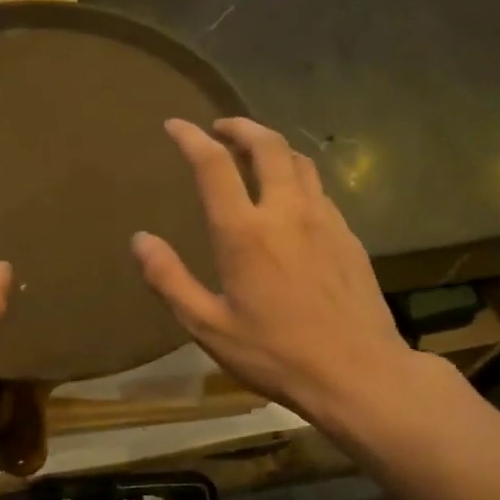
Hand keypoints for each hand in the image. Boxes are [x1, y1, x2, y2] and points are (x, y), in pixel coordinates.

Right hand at [132, 118, 415, 434]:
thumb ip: (169, 280)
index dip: (191, 138)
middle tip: (220, 128)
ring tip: (253, 153)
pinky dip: (296, 176)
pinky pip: (318, 188)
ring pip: (299, 161)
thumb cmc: (275, 354)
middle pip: (267, 145)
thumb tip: (140, 240)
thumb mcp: (208, 326)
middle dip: (240, 127)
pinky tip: (290, 197)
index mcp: (245, 232)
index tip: (175, 125)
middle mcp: (287, 212)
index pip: (213, 165)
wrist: (358, 373)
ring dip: (272, 146)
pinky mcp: (348, 236)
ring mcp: (325, 220)